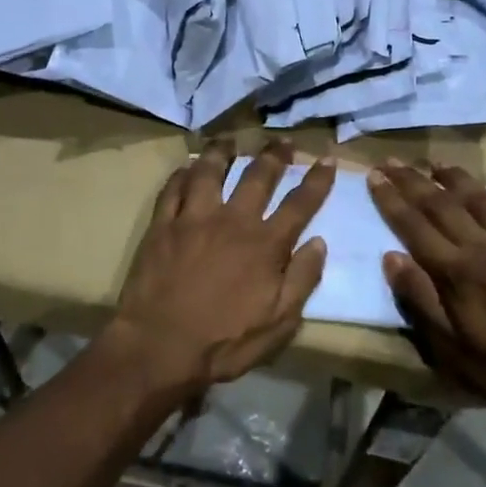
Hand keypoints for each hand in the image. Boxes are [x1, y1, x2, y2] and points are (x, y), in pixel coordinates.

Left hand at [107, 140, 335, 398]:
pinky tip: (188, 166)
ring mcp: (194, 218)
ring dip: (223, 151)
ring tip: (230, 139)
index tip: (326, 159)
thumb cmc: (224, 342)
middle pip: (257, 176)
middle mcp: (232, 221)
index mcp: (265, 244)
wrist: (160, 347)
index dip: (317, 180)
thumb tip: (318, 242)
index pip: (299, 203)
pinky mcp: (163, 225)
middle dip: (274, 155)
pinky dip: (182, 173)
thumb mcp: (278, 323)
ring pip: (211, 171)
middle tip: (282, 140)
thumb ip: (302, 280)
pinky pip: (173, 189)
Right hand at [367, 161, 485, 408]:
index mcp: (456, 271)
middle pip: (443, 205)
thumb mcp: (450, 348)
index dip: (391, 199)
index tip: (374, 175)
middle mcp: (484, 247)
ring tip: (438, 162)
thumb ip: (419, 299)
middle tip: (392, 160)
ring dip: (459, 179)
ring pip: (484, 202)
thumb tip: (390, 257)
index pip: (414, 226)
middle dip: (414, 181)